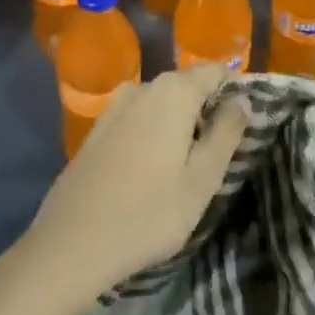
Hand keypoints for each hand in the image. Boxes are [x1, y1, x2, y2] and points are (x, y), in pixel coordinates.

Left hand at [14, 65, 246, 313]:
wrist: (72, 242)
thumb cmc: (149, 213)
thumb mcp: (202, 179)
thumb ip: (227, 133)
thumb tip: (242, 99)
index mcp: (174, 92)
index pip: (215, 71)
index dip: (234, 91)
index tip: (243, 124)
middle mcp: (143, 88)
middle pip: (187, 86)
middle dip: (206, 110)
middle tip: (218, 154)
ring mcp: (115, 107)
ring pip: (161, 103)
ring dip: (178, 123)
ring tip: (185, 166)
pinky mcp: (97, 129)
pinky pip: (137, 119)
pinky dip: (151, 133)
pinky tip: (150, 170)